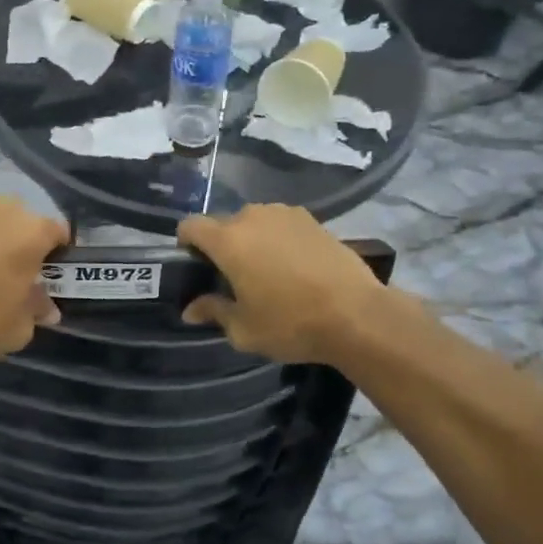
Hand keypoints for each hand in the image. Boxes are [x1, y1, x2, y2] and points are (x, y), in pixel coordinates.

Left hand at [0, 192, 67, 369]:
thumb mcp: (17, 330)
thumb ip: (36, 310)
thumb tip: (46, 307)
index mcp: (32, 232)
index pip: (57, 232)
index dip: (55, 253)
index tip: (44, 273)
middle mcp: (2, 206)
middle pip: (20, 218)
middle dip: (17, 239)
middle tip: (5, 271)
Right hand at [178, 205, 385, 363]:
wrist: (356, 314)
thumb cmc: (291, 323)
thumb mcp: (244, 329)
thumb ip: (214, 312)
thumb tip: (191, 309)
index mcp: (228, 240)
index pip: (190, 226)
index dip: (186, 243)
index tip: (193, 266)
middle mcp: (253, 217)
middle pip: (223, 224)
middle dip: (221, 246)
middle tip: (232, 278)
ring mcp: (285, 214)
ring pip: (254, 222)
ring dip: (252, 240)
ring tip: (266, 271)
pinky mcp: (312, 219)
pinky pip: (281, 224)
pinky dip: (278, 239)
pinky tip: (293, 266)